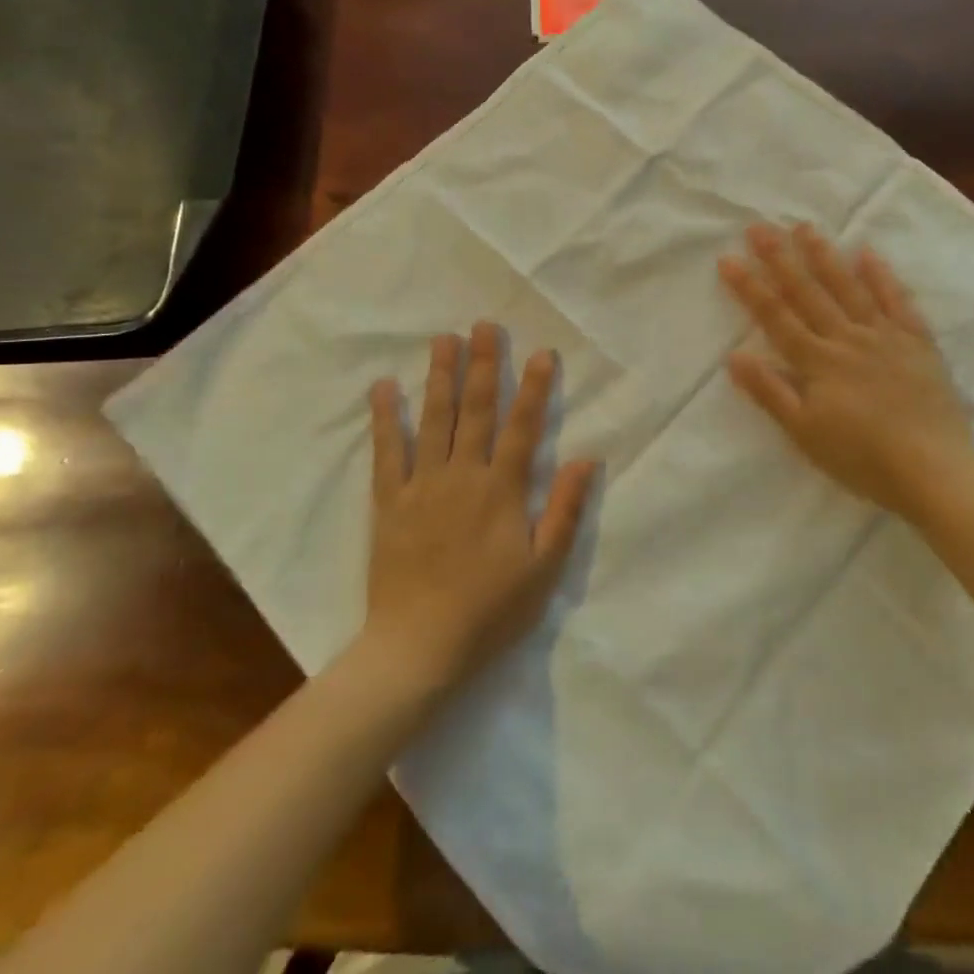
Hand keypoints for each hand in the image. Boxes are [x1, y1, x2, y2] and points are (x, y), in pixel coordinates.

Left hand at [365, 324, 595, 686]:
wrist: (419, 647)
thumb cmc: (490, 610)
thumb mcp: (543, 568)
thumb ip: (564, 510)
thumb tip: (587, 459)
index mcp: (502, 490)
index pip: (523, 427)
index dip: (534, 388)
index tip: (542, 353)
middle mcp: (464, 475)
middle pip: (476, 411)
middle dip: (483, 365)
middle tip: (484, 325)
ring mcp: (423, 485)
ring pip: (434, 420)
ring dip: (440, 377)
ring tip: (444, 339)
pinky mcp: (390, 501)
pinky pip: (388, 452)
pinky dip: (386, 418)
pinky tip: (385, 387)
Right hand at [720, 223, 973, 523]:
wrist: (933, 469)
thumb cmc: (861, 458)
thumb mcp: (805, 433)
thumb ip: (770, 392)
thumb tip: (735, 355)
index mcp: (817, 362)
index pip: (775, 317)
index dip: (750, 288)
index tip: (728, 259)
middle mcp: (847, 338)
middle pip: (808, 292)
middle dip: (780, 259)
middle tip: (759, 227)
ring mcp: (884, 336)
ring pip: (849, 288)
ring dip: (824, 256)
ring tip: (804, 228)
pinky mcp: (917, 341)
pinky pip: (897, 300)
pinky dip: (882, 276)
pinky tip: (867, 253)